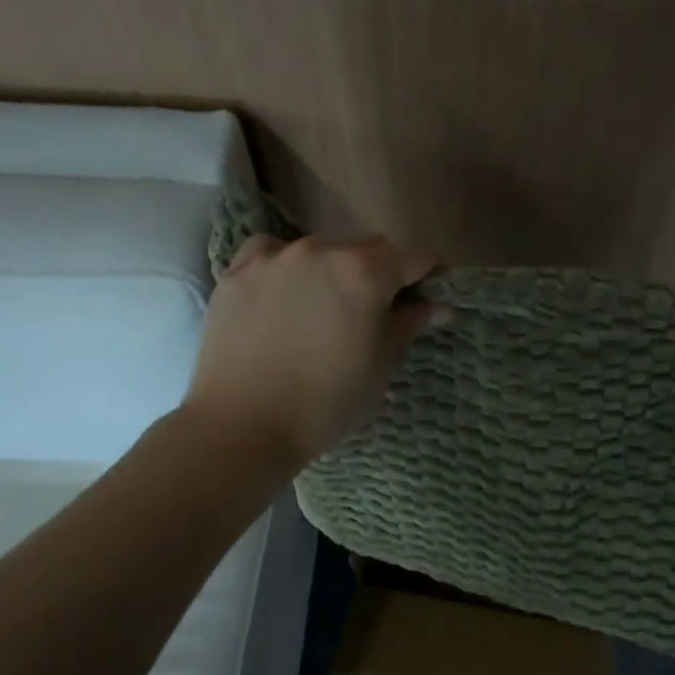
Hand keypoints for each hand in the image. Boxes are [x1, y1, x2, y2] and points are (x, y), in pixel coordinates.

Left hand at [186, 234, 438, 466]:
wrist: (241, 426)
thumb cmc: (325, 403)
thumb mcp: (380, 366)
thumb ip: (409, 324)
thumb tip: (438, 305)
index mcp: (365, 273)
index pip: (413, 258)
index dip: (426, 276)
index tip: (426, 298)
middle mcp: (322, 250)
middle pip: (367, 248)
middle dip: (380, 272)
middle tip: (375, 311)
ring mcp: (275, 257)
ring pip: (320, 250)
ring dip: (332, 270)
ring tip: (323, 308)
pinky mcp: (237, 272)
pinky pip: (271, 254)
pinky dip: (284, 267)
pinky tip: (281, 294)